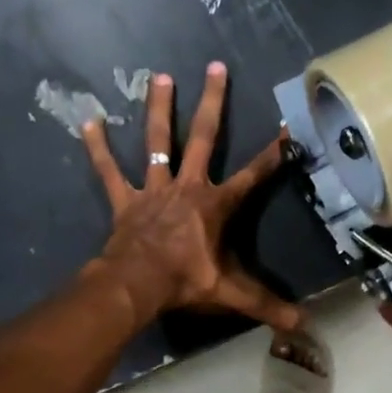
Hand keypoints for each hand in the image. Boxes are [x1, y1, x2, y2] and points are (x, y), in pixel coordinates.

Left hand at [82, 62, 299, 331]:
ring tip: (161, 76)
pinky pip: (110, 171)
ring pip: (159, 142)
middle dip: (213, 103)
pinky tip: (88, 121)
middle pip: (204, 138)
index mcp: (216, 205)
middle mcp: (187, 187)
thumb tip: (303, 325)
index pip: (252, 176)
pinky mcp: (126, 199)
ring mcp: (154, 189)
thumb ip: (267, 305)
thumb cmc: (186, 282)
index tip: (286, 129)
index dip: (271, 155)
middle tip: (216, 67)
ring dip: (160, 109)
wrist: (137, 284)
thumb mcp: (232, 294)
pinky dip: (99, 149)